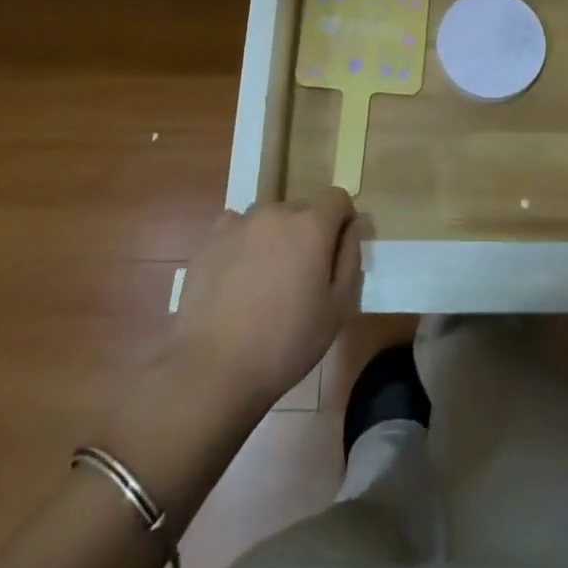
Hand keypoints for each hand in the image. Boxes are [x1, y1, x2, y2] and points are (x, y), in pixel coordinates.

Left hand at [170, 189, 362, 411]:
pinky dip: (244, 243)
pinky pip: (238, 228)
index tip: (336, 253)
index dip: (342, 221)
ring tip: (265, 281)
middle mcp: (277, 212)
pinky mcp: (211, 238)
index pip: (337, 198)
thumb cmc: (285, 343)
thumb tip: (356, 223)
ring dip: (275, 237)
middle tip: (300, 277)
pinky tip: (237, 278)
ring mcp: (240, 222)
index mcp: (312, 225)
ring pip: (270, 219)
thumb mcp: (337, 308)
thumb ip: (351, 257)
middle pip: (302, 209)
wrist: (213, 368)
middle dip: (308, 233)